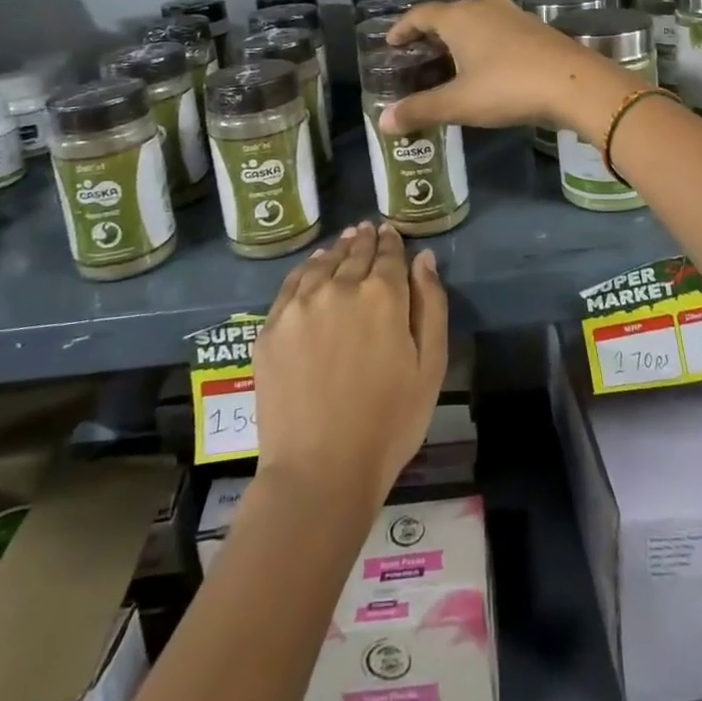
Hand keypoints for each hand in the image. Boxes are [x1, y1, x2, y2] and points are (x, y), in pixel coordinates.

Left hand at [253, 221, 448, 506]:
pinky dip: (306, 268)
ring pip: (322, 263)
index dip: (392, 241)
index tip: (390, 232)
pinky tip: (312, 267)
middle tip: (367, 230)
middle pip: (355, 253)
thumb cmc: (389, 423)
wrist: (320, 471)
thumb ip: (430, 304)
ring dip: (336, 249)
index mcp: (383, 294)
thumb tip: (423, 258)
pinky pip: (291, 284)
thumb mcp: (430, 366)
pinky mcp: (271, 327)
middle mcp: (340, 287)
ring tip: (343, 242)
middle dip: (365, 240)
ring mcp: (300, 305)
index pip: (389, 254)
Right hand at [381, 0, 640, 139]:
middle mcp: (485, 8)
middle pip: (449, 16)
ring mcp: (514, 16)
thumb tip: (383, 123)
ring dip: (459, 41)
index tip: (391, 43)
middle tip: (416, 59)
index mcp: (460, 17)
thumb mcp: (459, 103)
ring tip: (448, 66)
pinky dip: (483, 46)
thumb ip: (420, 110)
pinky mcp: (536, 29)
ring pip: (476, 23)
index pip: (421, 14)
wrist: (576, 84)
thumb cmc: (508, 87)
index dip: (402, 28)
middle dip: (430, 36)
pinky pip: (498, 32)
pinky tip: (486, 69)